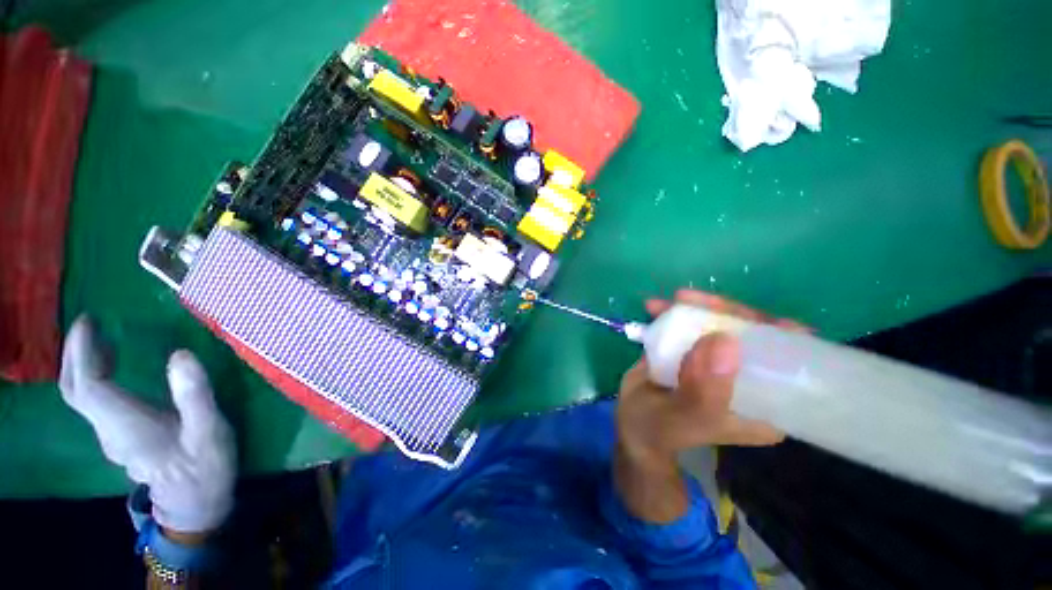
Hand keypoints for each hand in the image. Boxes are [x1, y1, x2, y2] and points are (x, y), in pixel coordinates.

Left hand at [59, 315, 235, 533]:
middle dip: (75, 355)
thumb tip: (180, 355)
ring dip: (84, 364)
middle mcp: (108, 429)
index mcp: (126, 425)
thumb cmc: (204, 466)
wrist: (195, 503)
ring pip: (82, 396)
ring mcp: (112, 435)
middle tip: (89, 325)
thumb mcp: (209, 430)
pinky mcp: (120, 436)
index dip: (83, 352)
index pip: (88, 385)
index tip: (89, 321)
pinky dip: (95, 378)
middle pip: (75, 390)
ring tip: (101, 338)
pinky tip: (113, 367)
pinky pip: (95, 402)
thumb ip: (194, 395)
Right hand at [617, 290, 803, 463]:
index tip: (758, 320)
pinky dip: (675, 311)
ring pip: (722, 323)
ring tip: (676, 299)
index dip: (780, 337)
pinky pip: (691, 324)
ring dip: (700, 307)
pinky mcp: (692, 349)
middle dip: (728, 313)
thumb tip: (724, 340)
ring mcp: (718, 361)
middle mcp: (746, 378)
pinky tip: (655, 307)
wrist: (629, 421)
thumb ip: (705, 387)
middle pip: (753, 334)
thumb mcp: (684, 416)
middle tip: (696, 301)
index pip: (790, 365)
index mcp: (763, 402)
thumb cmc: (660, 429)